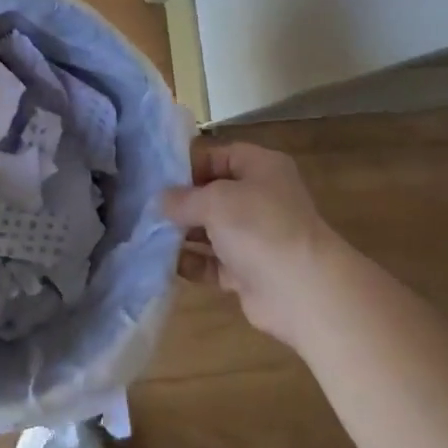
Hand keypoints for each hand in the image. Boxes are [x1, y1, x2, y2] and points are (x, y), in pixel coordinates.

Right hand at [163, 141, 345, 346]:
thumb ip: (183, 198)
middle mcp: (260, 197)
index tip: (153, 177)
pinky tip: (164, 262)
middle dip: (180, 202)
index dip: (186, 164)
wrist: (303, 291)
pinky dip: (192, 262)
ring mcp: (255, 236)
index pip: (217, 155)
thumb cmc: (260, 228)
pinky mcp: (249, 271)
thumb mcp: (215, 201)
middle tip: (143, 207)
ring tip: (146, 234)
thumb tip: (161, 201)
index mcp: (260, 167)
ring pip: (211, 229)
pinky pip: (213, 262)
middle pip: (212, 193)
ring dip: (182, 233)